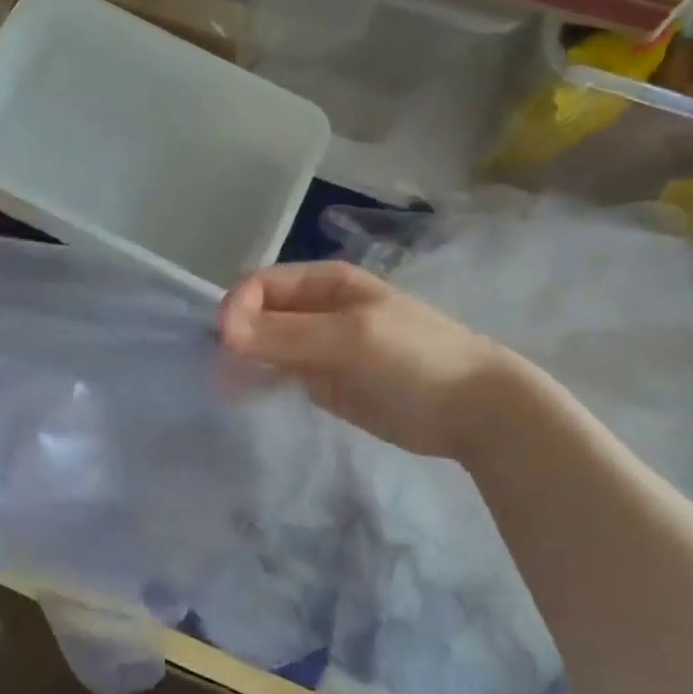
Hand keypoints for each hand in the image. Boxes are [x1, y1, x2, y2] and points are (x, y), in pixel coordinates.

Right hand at [218, 260, 509, 461]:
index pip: (259, 284)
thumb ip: (287, 332)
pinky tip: (244, 398)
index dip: (237, 308)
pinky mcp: (318, 381)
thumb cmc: (415, 359)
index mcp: (323, 282)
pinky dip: (257, 382)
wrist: (472, 411)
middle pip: (256, 314)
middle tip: (220, 372)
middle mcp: (313, 309)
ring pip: (261, 345)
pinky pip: (276, 374)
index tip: (227, 344)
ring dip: (241, 361)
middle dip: (234, 336)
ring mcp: (315, 346)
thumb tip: (221, 330)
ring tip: (226, 389)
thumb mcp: (352, 337)